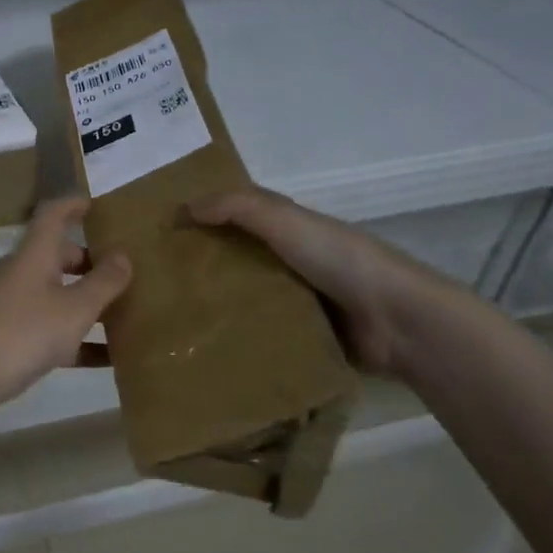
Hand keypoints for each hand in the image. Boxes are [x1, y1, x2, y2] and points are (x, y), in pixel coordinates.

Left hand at [0, 198, 131, 430]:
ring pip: (56, 293)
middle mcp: (21, 272)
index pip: (53, 215)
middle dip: (91, 262)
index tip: (100, 206)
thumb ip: (104, 282)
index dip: (75, 205)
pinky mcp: (10, 334)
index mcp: (34, 254)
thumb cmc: (26, 331)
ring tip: (126, 312)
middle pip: (58, 256)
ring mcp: (12, 303)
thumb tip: (123, 256)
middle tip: (128, 272)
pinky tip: (108, 358)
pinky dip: (76, 336)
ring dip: (87, 301)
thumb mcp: (75, 307)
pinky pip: (50, 327)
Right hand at [187, 187, 456, 377]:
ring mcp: (299, 301)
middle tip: (154, 279)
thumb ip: (237, 207)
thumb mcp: (285, 220)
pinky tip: (205, 344)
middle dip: (202, 264)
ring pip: (246, 296)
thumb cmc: (338, 259)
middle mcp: (291, 261)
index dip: (203, 216)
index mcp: (290, 228)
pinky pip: (262, 332)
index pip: (237, 216)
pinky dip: (238, 336)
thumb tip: (184, 208)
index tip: (162, 229)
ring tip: (170, 316)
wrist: (397, 321)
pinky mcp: (303, 337)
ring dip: (216, 303)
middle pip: (237, 258)